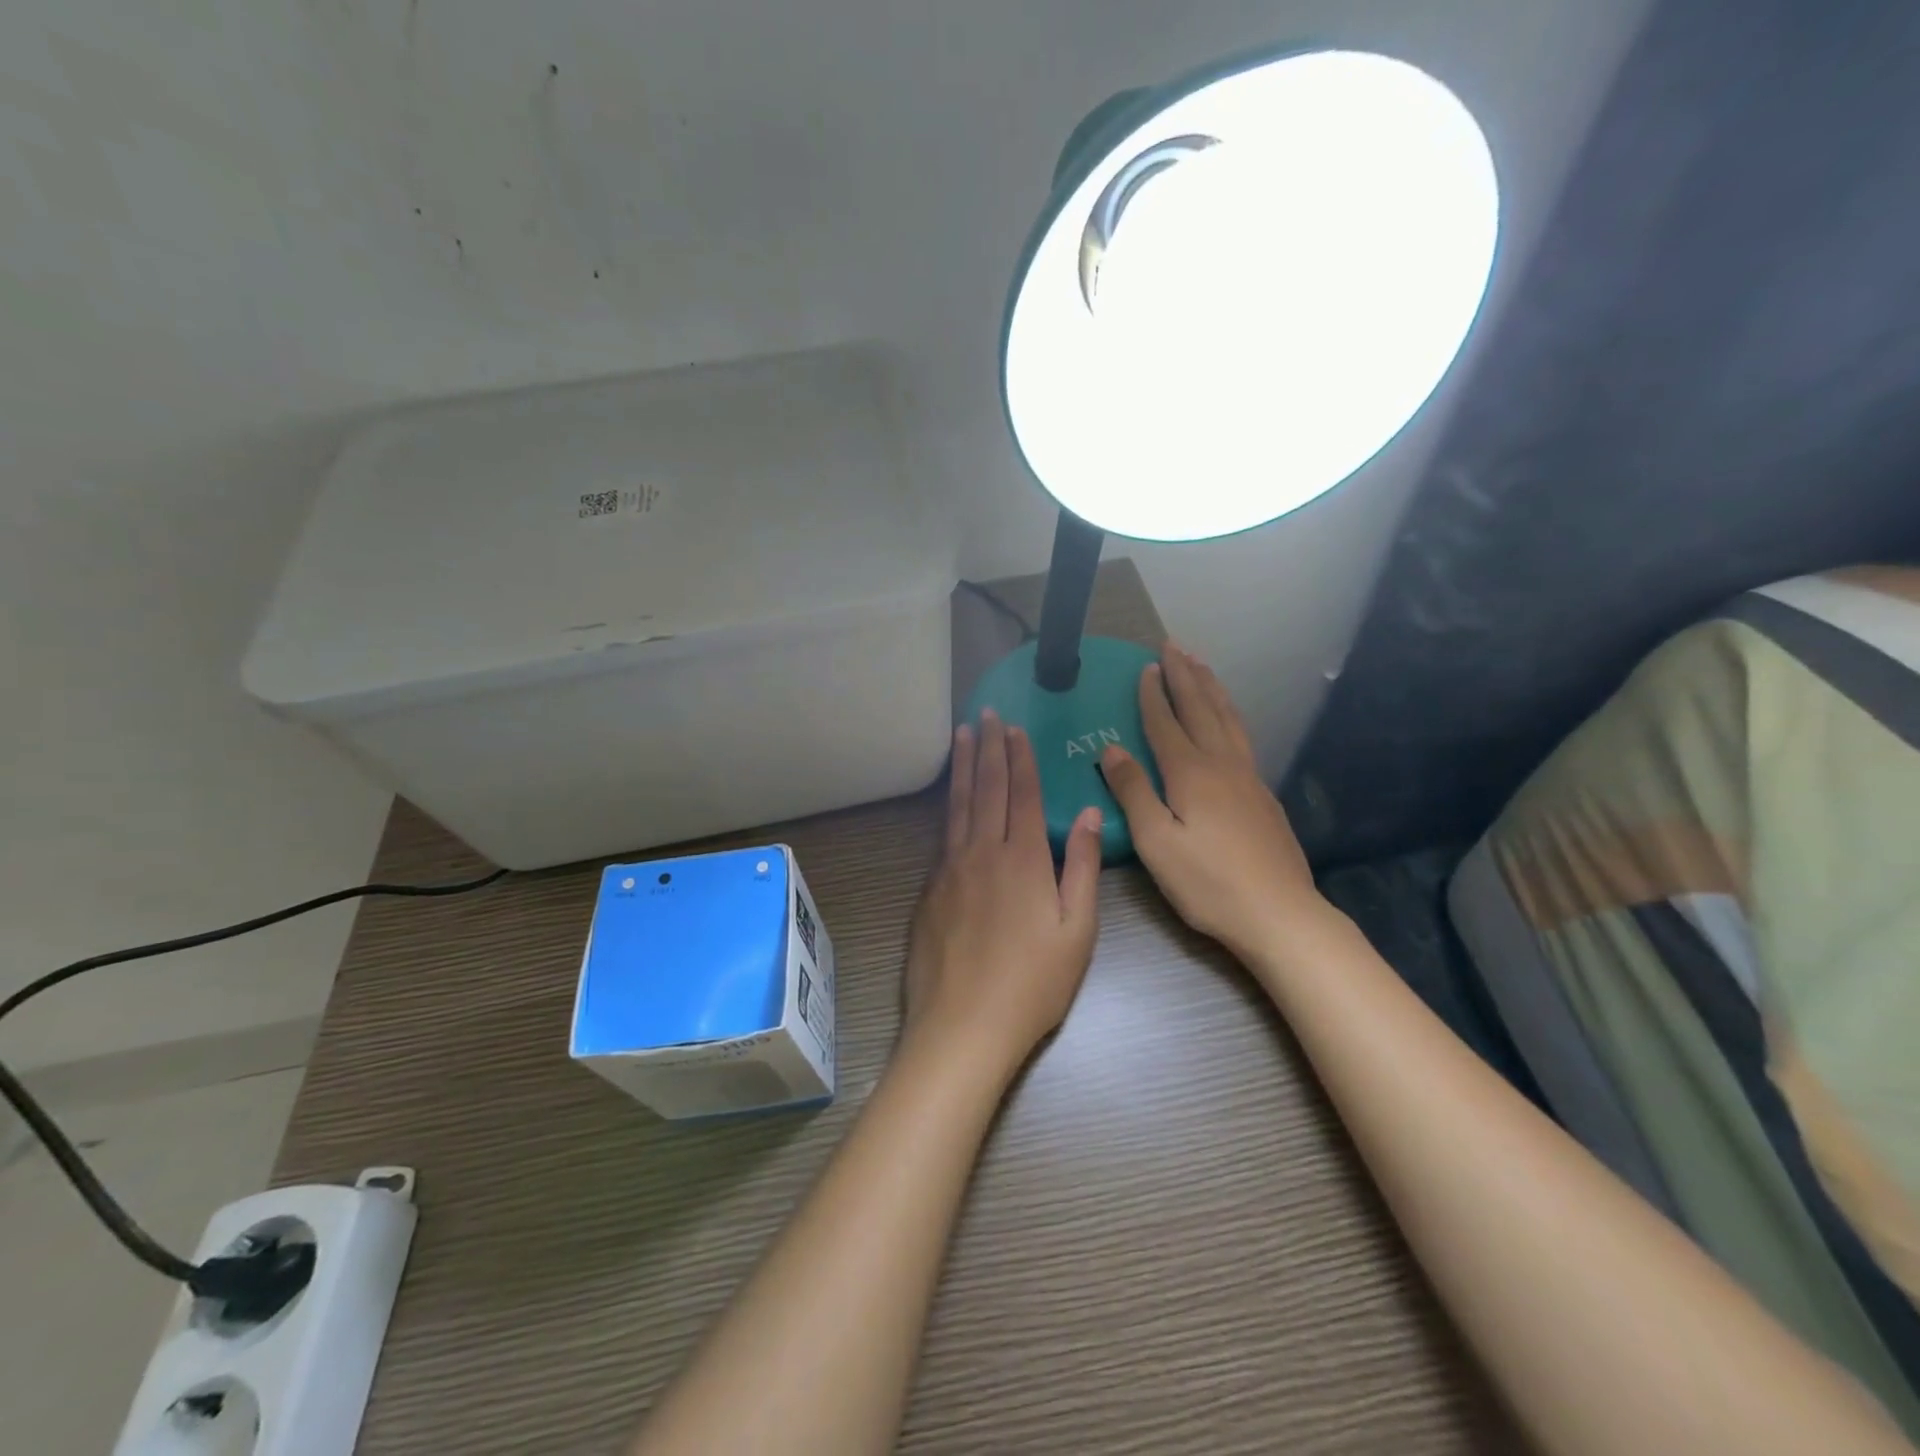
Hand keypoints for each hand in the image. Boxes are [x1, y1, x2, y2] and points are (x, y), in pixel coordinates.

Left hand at [905, 711, 1103, 1076]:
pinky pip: (942, 832)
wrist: (963, 1025)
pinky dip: (948, 803)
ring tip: (962, 735)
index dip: (1019, 758)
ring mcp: (950, 869)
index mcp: (1023, 859)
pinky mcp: (930, 889)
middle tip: (984, 714)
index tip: (1014, 727)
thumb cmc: (1033, 984)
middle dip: (988, 748)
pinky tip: (950, 796)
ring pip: (958, 804)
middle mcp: (982, 852)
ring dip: (963, 766)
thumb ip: (1082, 867)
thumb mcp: (1077, 931)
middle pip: (986, 789)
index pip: (1021, 794)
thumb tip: (1088, 813)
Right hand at [1098, 644, 1323, 957]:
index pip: (1166, 724)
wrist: (1279, 913)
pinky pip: (1242, 737)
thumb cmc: (1207, 882)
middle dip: (1185, 676)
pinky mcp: (1263, 795)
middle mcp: (1222, 765)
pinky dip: (1230, 714)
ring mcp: (1249, 778)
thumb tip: (1111, 748)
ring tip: (1201, 665)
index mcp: (1191, 773)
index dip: (1153, 695)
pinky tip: (1228, 720)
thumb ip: (1133, 791)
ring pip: (1228, 719)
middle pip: (1202, 710)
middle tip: (1174, 646)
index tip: (1146, 666)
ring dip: (1211, 689)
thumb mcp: (1156, 841)